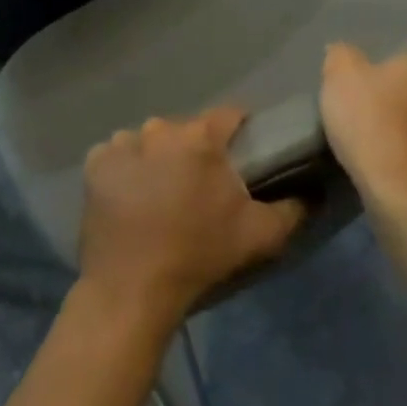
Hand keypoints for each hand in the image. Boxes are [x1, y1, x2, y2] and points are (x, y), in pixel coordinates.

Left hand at [78, 108, 306, 327]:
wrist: (132, 289)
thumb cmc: (198, 255)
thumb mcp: (258, 236)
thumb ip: (291, 209)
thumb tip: (310, 192)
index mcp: (200, 137)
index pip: (229, 115)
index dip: (239, 129)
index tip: (243, 151)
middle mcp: (160, 128)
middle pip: (186, 129)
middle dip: (195, 150)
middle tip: (199, 186)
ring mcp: (123, 142)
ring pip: (150, 140)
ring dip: (157, 158)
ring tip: (160, 195)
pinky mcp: (96, 162)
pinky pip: (118, 155)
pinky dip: (125, 169)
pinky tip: (130, 197)